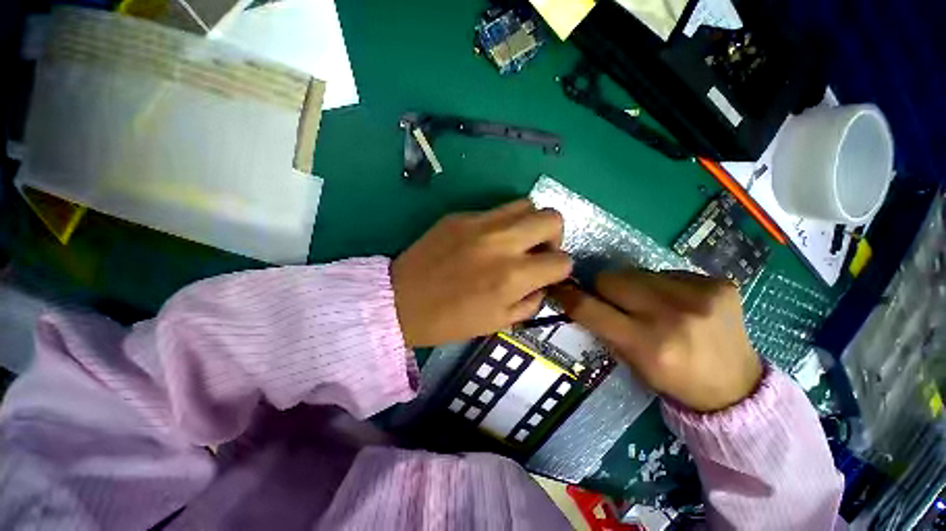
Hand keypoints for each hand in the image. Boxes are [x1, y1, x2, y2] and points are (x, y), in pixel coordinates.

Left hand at [392, 200, 571, 347]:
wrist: (402, 301)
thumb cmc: (450, 320)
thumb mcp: (498, 323)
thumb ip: (530, 302)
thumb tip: (542, 283)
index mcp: (513, 276)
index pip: (562, 261)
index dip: (560, 270)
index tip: (547, 275)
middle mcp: (502, 243)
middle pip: (552, 218)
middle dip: (554, 236)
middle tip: (538, 251)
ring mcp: (479, 223)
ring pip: (526, 204)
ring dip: (529, 223)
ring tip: (516, 241)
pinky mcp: (460, 215)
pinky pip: (495, 210)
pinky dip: (502, 223)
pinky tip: (486, 240)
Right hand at [551, 269, 761, 412]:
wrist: (737, 388)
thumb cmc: (673, 380)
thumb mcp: (630, 362)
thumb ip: (604, 327)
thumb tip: (582, 297)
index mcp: (647, 345)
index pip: (589, 308)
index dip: (568, 296)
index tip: (560, 289)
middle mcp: (672, 317)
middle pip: (610, 278)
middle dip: (604, 288)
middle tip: (615, 302)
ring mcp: (700, 296)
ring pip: (636, 271)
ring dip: (634, 286)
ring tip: (652, 304)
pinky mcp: (719, 283)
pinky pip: (668, 272)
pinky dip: (663, 285)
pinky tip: (680, 303)